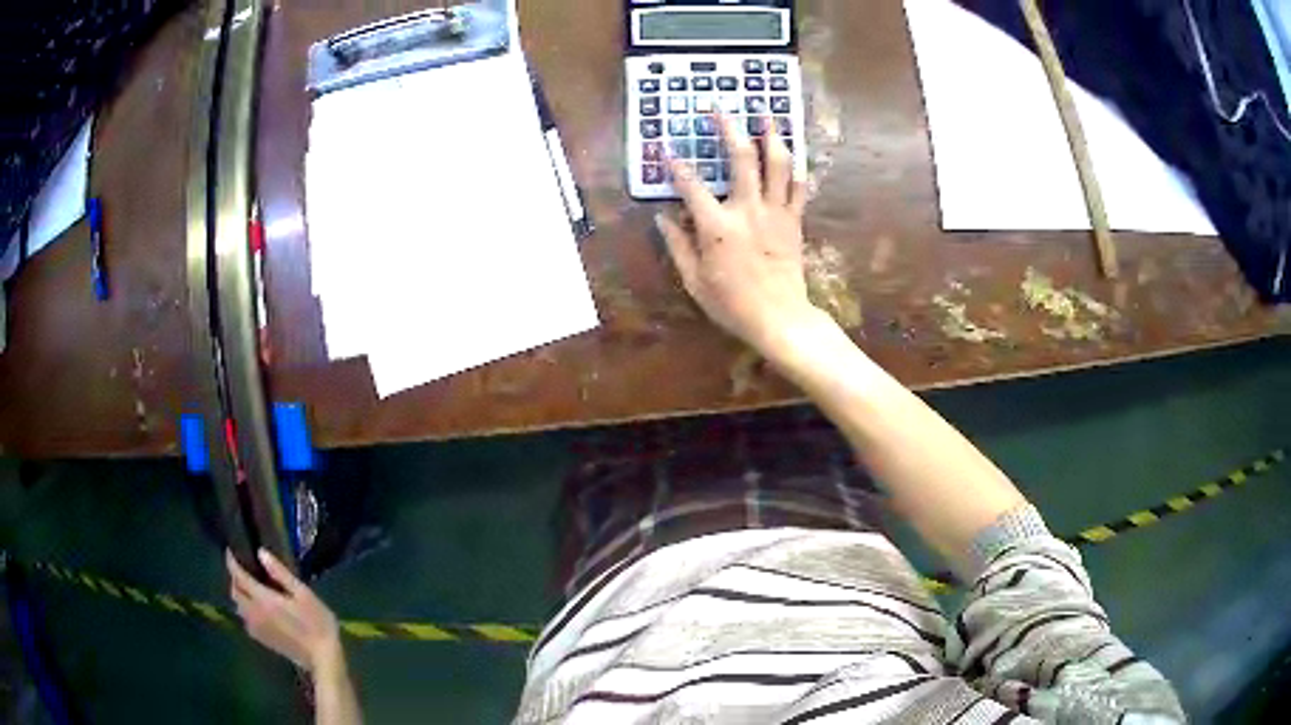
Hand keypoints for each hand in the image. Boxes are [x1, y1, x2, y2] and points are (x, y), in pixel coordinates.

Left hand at [227, 549, 341, 671]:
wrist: (322, 658)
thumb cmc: (317, 623)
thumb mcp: (304, 594)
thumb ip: (280, 573)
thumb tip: (260, 553)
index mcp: (263, 599)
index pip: (239, 576)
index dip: (232, 562)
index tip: (230, 551)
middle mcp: (254, 612)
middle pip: (234, 592)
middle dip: (234, 578)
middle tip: (242, 569)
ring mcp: (256, 628)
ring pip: (238, 606)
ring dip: (239, 594)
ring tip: (249, 588)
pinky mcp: (262, 639)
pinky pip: (245, 619)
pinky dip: (245, 609)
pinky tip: (257, 609)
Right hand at [657, 115, 821, 358]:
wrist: (780, 318)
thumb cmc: (732, 304)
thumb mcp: (694, 280)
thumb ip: (677, 245)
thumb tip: (662, 218)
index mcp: (718, 226)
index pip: (691, 186)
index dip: (675, 165)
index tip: (665, 148)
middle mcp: (748, 210)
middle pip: (741, 157)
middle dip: (728, 127)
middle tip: (719, 107)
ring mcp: (776, 212)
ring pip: (777, 163)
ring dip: (771, 134)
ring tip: (766, 113)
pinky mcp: (794, 220)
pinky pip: (799, 185)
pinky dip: (796, 164)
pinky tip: (792, 149)